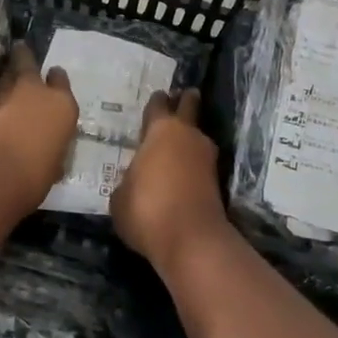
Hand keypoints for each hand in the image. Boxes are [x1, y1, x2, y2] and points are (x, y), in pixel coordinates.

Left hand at [0, 45, 77, 213]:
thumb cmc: (32, 177)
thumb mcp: (52, 166)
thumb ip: (50, 149)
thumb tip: (46, 151)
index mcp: (61, 106)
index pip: (61, 81)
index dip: (56, 79)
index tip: (53, 75)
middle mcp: (34, 93)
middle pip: (27, 63)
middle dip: (23, 57)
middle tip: (20, 50)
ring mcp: (2, 96)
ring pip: (4, 78)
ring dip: (4, 80)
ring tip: (3, 83)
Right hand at [110, 89, 232, 273]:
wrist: (191, 240)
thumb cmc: (146, 209)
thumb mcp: (119, 197)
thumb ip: (127, 180)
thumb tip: (134, 181)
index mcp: (160, 130)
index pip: (158, 105)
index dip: (156, 101)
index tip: (157, 97)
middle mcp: (187, 136)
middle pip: (189, 107)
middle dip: (185, 101)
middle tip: (183, 96)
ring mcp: (206, 158)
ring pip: (197, 137)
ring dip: (189, 137)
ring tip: (176, 142)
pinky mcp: (217, 182)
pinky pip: (200, 163)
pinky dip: (193, 163)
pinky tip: (181, 172)